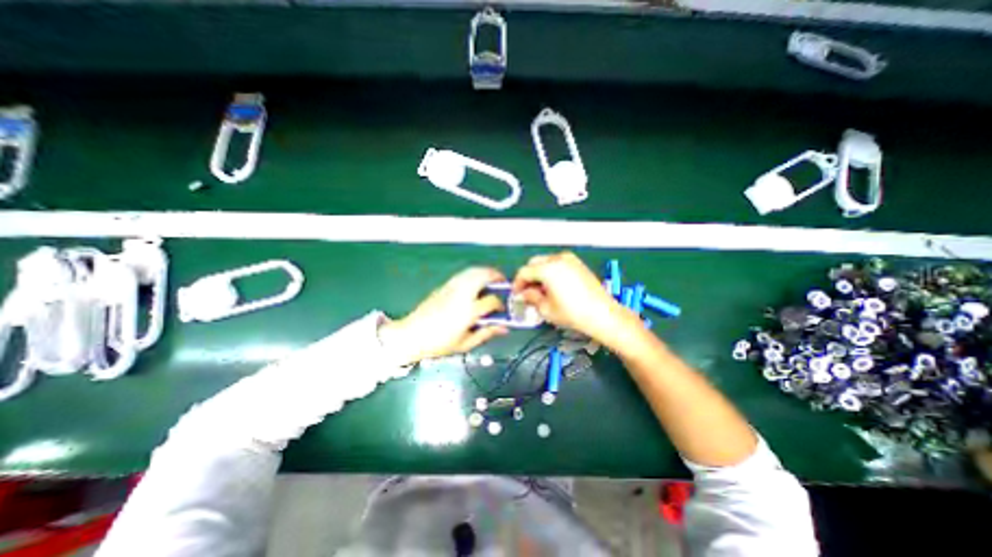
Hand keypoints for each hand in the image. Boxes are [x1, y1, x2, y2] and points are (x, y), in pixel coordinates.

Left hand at [375, 266, 506, 364]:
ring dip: (485, 272)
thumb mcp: (465, 343)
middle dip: (496, 276)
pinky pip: (463, 274)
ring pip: (473, 271)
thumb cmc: (439, 343)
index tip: (501, 310)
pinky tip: (475, 281)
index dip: (501, 305)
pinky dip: (474, 273)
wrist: (412, 335)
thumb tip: (503, 328)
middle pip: (483, 276)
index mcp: (469, 311)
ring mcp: (452, 287)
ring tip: (491, 278)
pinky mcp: (444, 286)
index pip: (492, 301)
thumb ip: (486, 333)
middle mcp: (462, 294)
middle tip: (503, 282)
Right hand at [510, 250, 633, 345]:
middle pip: (534, 263)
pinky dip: (551, 271)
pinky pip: (558, 263)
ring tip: (541, 290)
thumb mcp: (546, 309)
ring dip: (539, 273)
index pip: (524, 271)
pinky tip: (554, 286)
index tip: (516, 294)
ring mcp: (570, 259)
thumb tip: (524, 294)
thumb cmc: (572, 313)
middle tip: (527, 292)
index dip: (517, 283)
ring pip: (546, 261)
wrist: (602, 314)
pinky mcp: (578, 264)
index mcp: (547, 268)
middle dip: (528, 276)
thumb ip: (531, 298)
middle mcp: (558, 259)